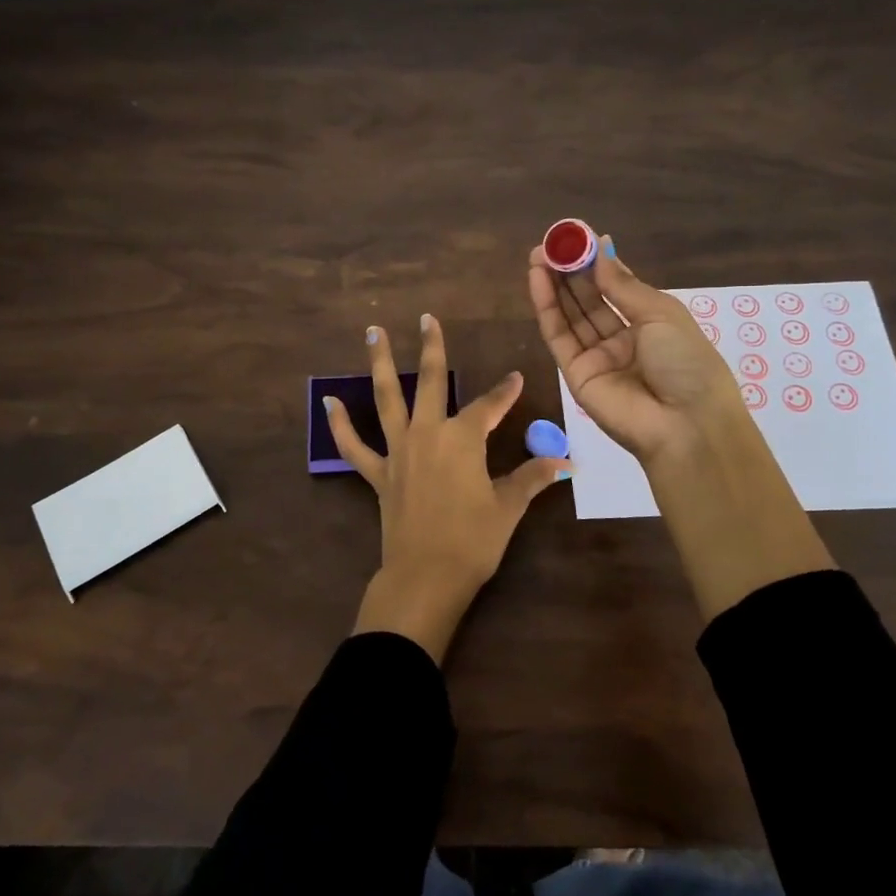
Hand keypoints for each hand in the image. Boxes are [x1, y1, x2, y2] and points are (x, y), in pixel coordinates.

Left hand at [326, 314, 569, 662]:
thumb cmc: (473, 540)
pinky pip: (354, 446)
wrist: (426, 576)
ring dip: (380, 363)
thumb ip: (533, 478)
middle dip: (431, 348)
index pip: (490, 405)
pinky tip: (329, 401)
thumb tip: (566, 463)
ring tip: (372, 332)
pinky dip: (340, 425)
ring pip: (387, 398)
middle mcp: (428, 433)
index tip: (516, 377)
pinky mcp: (378, 474)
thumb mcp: (508, 507)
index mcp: (463, 438)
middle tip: (426, 319)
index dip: (505, 392)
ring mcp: (398, 451)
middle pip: (430, 382)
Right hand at [526, 234, 741, 464]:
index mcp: (651, 323)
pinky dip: (547, 308)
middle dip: (569, 271)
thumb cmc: (686, 362)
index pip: (616, 287)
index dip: (595, 262)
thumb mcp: (661, 314)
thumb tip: (602, 248)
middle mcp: (622, 339)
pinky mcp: (575, 374)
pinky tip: (538, 280)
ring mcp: (597, 357)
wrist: (685, 425)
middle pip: (589, 300)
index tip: (577, 236)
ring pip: (570, 315)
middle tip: (550, 243)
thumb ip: (623, 284)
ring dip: (554, 285)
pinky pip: (559, 336)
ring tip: (537, 255)